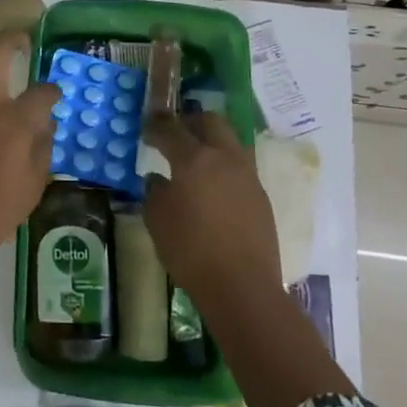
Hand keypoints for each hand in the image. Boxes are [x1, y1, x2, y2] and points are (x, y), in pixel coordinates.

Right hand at [143, 113, 352, 406]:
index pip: (171, 129)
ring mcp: (247, 175)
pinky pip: (239, 166)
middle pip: (211, 121)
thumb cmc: (190, 250)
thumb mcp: (157, 220)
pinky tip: (212, 186)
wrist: (242, 286)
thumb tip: (158, 178)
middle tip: (176, 130)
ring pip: (230, 141)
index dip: (155, 126)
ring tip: (196, 157)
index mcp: (194, 159)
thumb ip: (155, 191)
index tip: (146, 127)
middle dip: (191, 120)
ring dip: (212, 141)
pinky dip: (223, 165)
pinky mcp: (260, 195)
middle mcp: (224, 157)